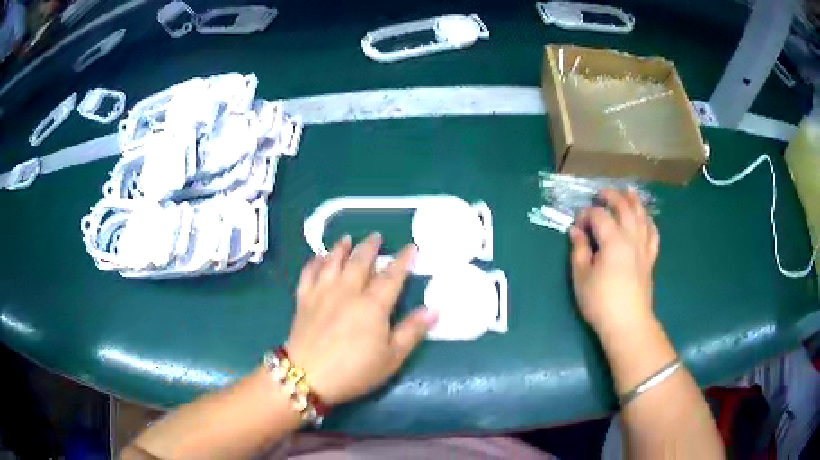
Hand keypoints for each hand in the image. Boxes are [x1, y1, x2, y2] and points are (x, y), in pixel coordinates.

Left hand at [286, 233, 437, 405]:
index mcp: (373, 304)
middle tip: (376, 236)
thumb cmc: (354, 371)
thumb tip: (434, 310)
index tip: (412, 247)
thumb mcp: (391, 358)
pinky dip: (314, 261)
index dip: (403, 260)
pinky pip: (308, 272)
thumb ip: (412, 331)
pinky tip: (318, 257)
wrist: (306, 376)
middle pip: (360, 261)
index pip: (392, 276)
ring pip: (333, 261)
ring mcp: (322, 292)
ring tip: (347, 239)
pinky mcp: (303, 299)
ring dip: (341, 248)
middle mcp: (348, 290)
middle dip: (370, 246)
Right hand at [569, 190, 658, 338]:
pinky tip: (645, 219)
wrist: (628, 323)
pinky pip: (653, 234)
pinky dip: (649, 222)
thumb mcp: (582, 277)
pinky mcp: (650, 259)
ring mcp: (643, 248)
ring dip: (634, 202)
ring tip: (628, 192)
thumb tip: (576, 231)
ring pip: (642, 217)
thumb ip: (579, 250)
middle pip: (624, 208)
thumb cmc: (600, 302)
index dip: (586, 214)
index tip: (577, 222)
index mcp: (613, 240)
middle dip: (612, 197)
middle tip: (600, 194)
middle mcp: (631, 238)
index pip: (599, 216)